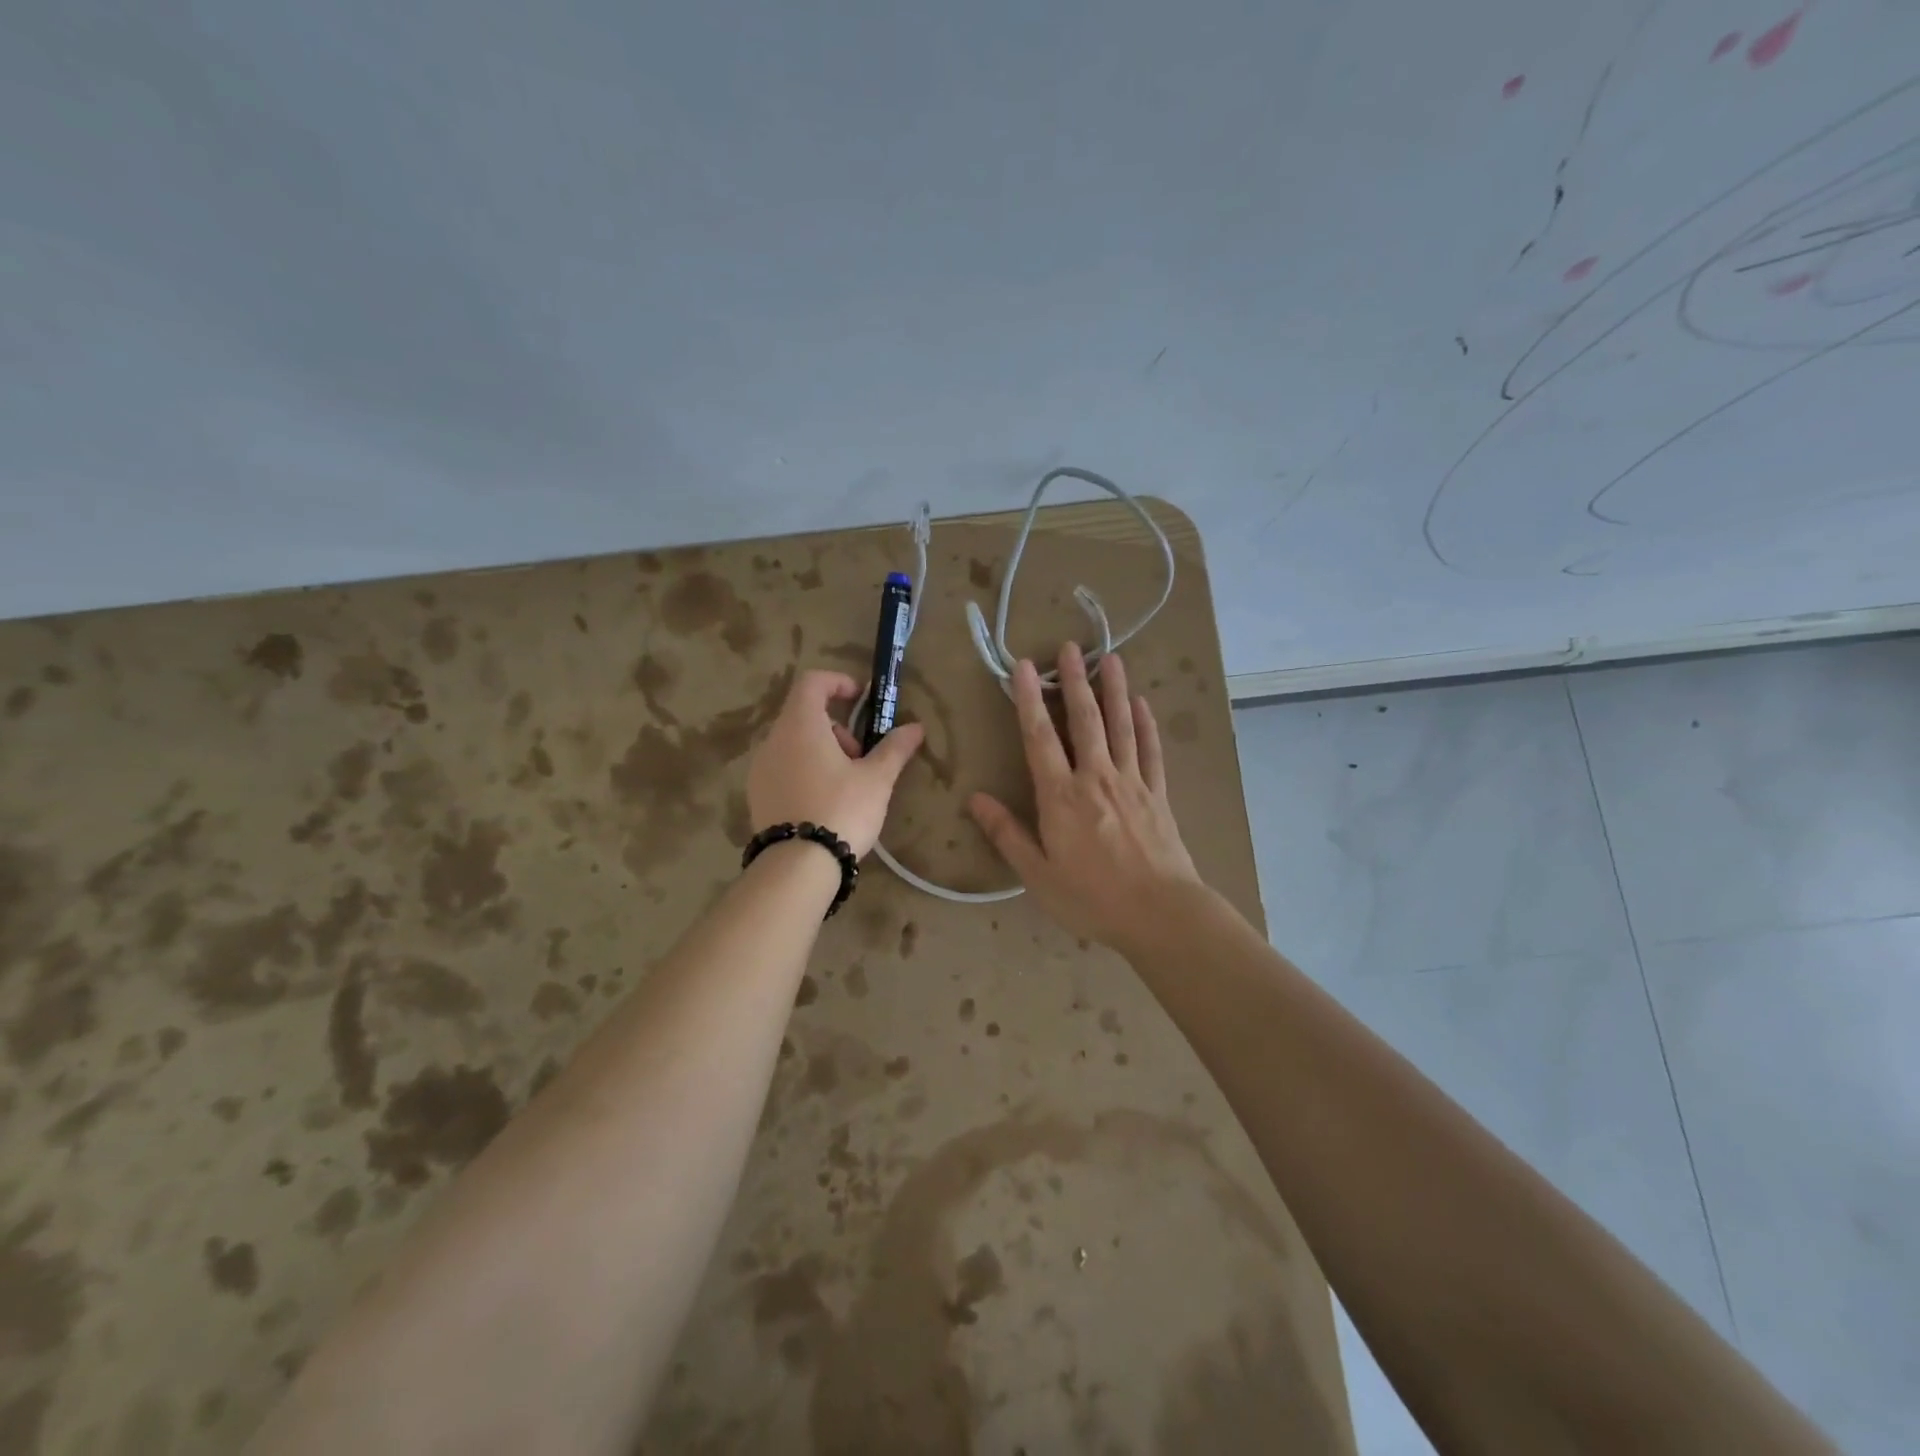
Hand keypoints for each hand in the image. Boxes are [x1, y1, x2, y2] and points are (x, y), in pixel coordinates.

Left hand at [747, 670, 924, 857]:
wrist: (798, 865)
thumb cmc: (841, 810)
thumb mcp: (876, 779)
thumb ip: (895, 748)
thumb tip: (916, 727)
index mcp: (800, 725)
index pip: (812, 682)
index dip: (838, 682)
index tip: (861, 700)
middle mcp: (773, 740)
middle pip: (805, 715)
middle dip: (837, 729)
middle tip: (860, 758)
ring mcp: (760, 768)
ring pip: (794, 743)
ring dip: (822, 752)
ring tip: (845, 785)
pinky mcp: (756, 795)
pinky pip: (783, 768)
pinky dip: (804, 771)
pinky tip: (823, 803)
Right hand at [968, 644, 1200, 953]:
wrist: (1160, 914)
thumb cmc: (1092, 898)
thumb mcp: (1038, 874)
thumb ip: (1007, 833)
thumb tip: (975, 799)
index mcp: (1061, 796)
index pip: (1040, 737)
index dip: (1030, 699)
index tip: (1025, 666)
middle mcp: (1096, 777)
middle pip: (1084, 720)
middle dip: (1075, 681)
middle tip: (1070, 647)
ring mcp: (1132, 782)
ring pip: (1121, 726)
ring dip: (1114, 690)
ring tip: (1110, 658)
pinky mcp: (1158, 795)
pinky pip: (1151, 751)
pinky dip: (1146, 724)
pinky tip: (1142, 704)